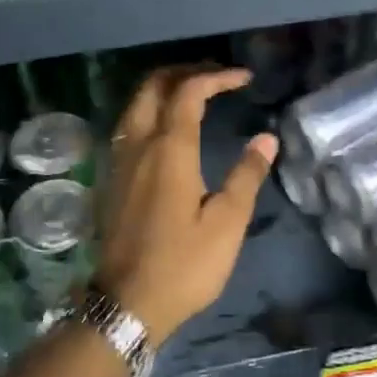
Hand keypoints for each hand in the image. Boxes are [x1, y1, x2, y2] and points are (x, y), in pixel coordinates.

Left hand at [93, 66, 278, 343]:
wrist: (127, 303)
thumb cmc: (183, 265)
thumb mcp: (227, 223)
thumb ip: (246, 176)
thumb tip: (265, 139)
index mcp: (169, 150)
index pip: (189, 92)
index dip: (217, 77)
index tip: (244, 78)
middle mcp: (138, 145)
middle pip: (152, 87)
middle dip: (184, 72)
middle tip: (215, 77)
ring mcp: (119, 162)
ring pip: (134, 104)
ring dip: (162, 89)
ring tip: (193, 94)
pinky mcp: (111, 180)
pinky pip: (127, 126)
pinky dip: (148, 111)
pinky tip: (166, 130)